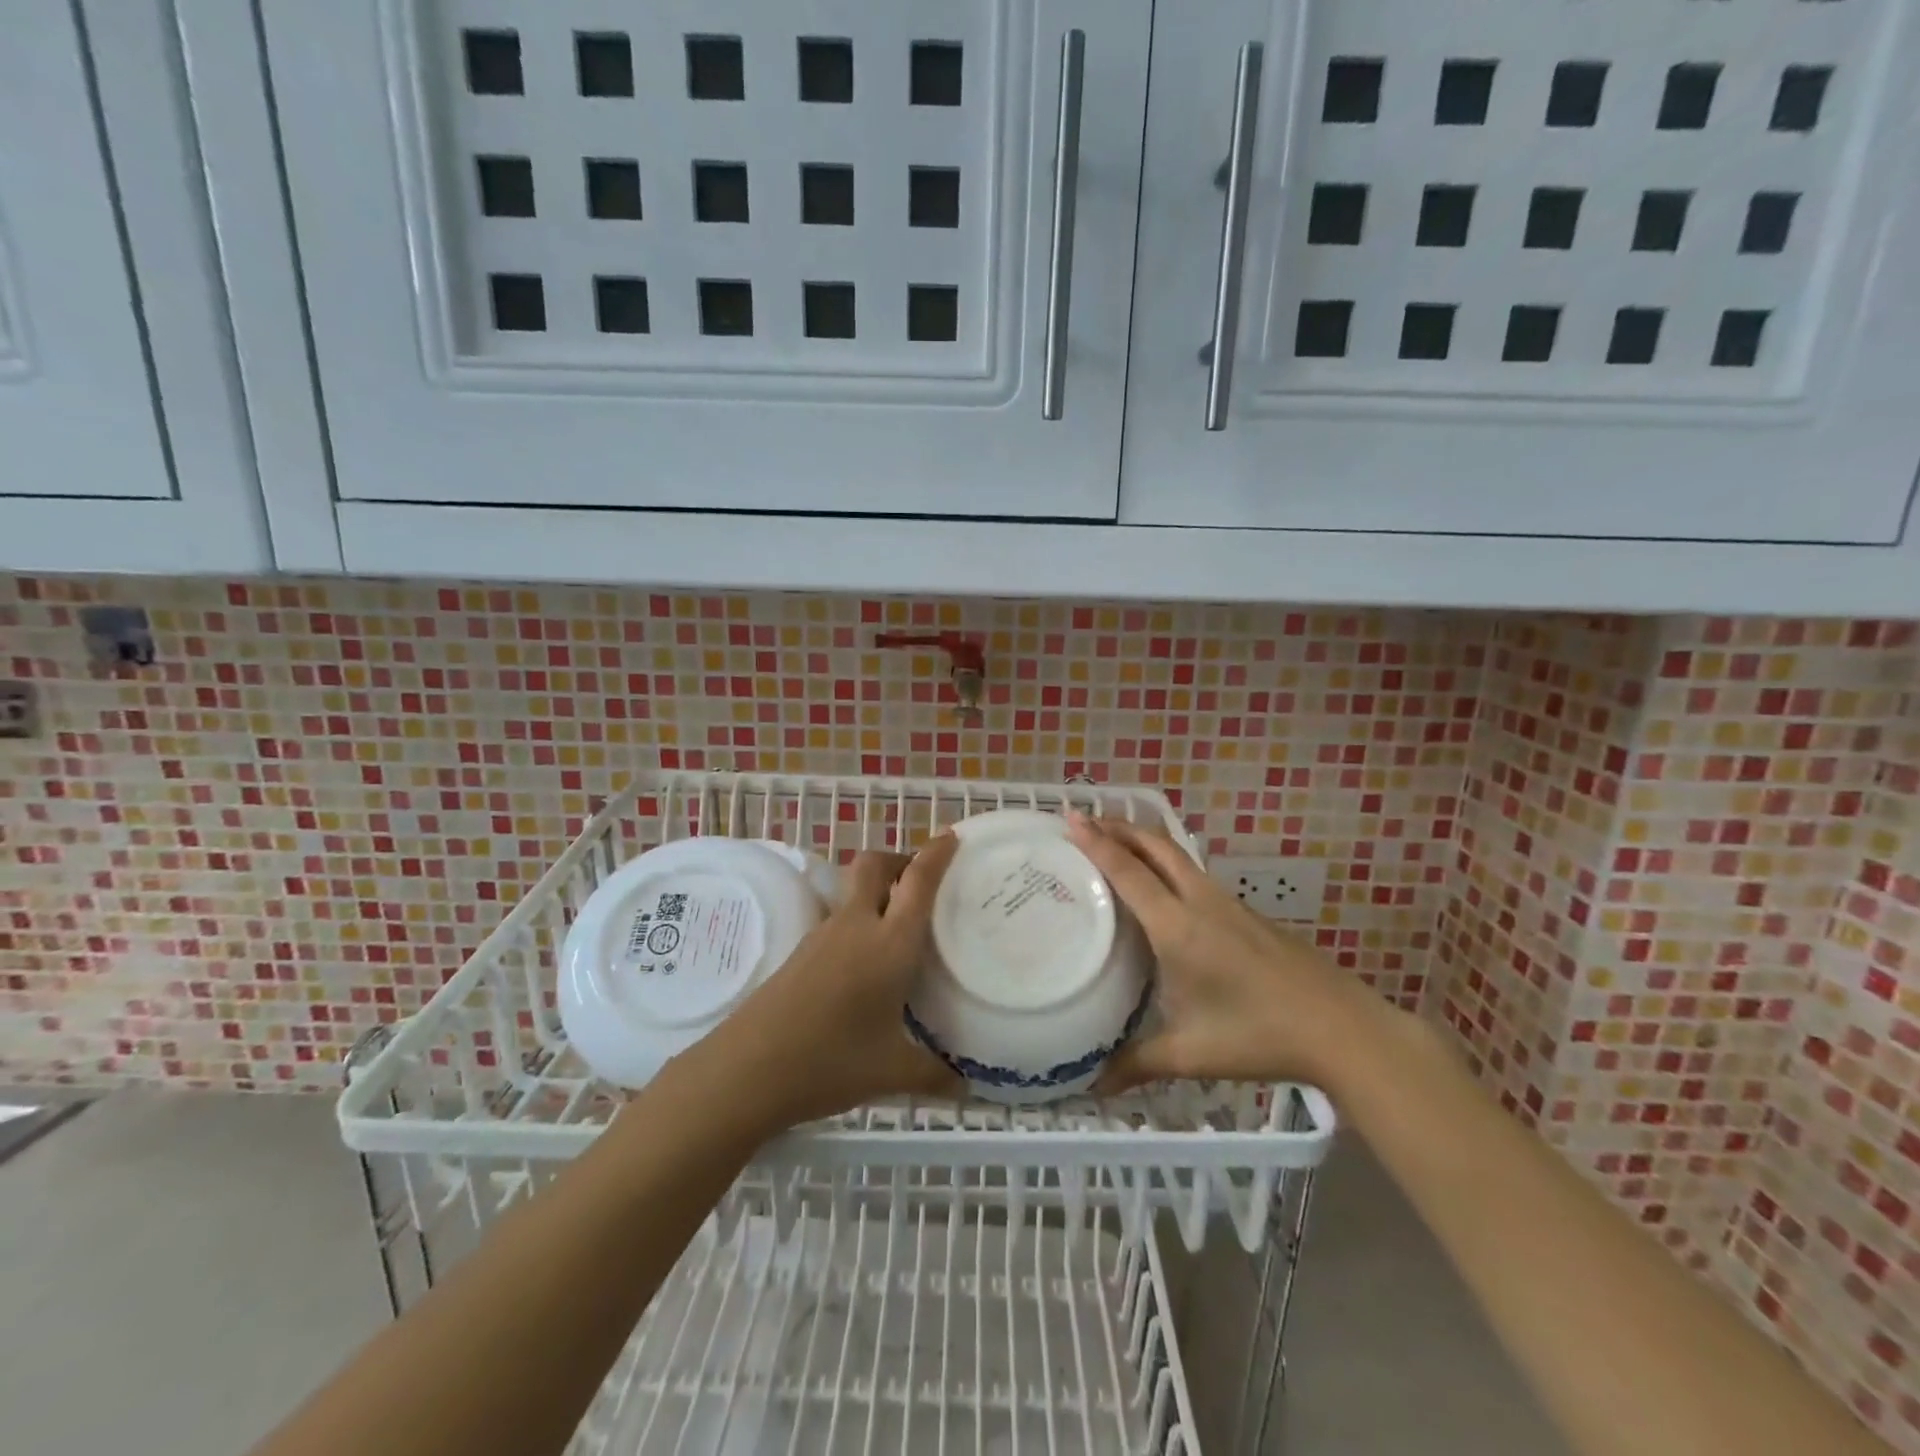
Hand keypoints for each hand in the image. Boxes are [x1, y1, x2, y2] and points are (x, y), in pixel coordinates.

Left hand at [699, 835, 960, 1128]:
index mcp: (889, 943)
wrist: (747, 1069)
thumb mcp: (891, 1072)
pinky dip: (859, 921)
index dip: (936, 854)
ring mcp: (823, 936)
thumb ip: (933, 1075)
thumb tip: (966, 1087)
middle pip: (874, 865)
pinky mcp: (801, 952)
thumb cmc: (830, 1061)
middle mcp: (856, 926)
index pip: (917, 882)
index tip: (952, 837)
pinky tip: (866, 960)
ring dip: (878, 891)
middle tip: (921, 881)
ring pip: (853, 892)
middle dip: (899, 860)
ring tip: (900, 923)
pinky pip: (838, 919)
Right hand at [1066, 814, 1396, 1091]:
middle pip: (1155, 846)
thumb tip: (1093, 1086)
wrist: (1342, 1028)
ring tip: (1117, 844)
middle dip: (1119, 827)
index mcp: (1178, 927)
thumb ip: (1137, 1063)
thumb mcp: (1191, 1054)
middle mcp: (1201, 902)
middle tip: (1086, 819)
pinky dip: (1167, 864)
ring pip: (1178, 856)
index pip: (1128, 872)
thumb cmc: (1259, 1036)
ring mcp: (1229, 904)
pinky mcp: (1248, 914)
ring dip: (1144, 842)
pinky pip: (1196, 875)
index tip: (1071, 817)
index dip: (1097, 843)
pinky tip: (1164, 890)